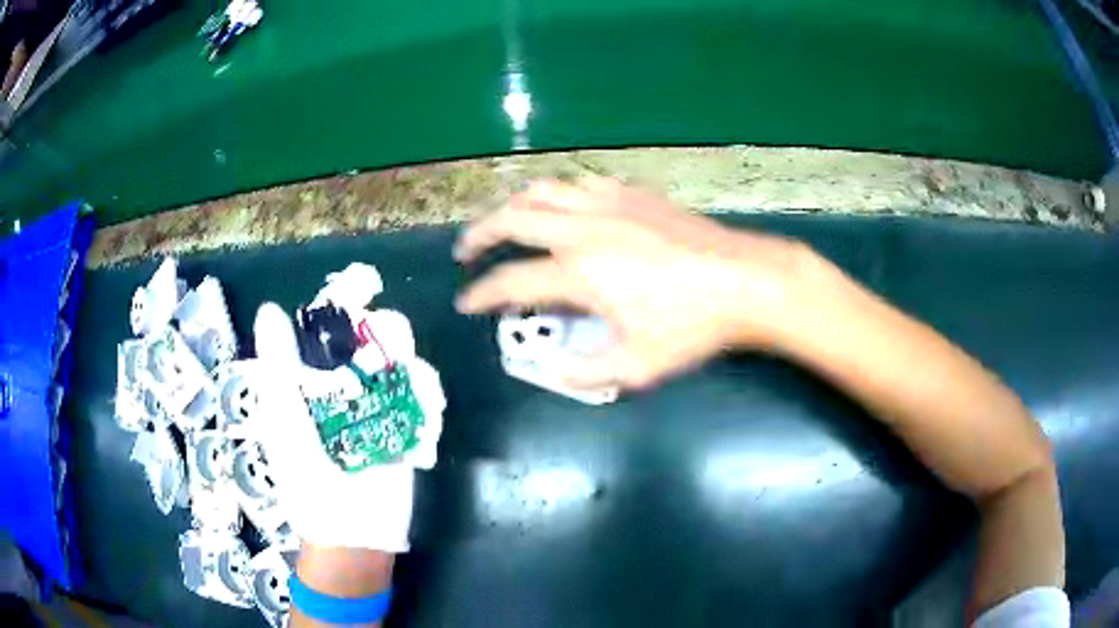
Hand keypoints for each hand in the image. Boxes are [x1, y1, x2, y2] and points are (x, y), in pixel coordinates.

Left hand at [252, 303, 443, 551]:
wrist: (352, 535)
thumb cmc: (307, 480)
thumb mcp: (284, 419)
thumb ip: (279, 366)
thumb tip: (270, 307)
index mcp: (311, 382)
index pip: (328, 328)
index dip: (345, 302)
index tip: (365, 285)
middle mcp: (346, 388)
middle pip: (373, 340)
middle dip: (388, 335)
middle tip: (394, 342)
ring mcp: (380, 409)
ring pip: (404, 366)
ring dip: (413, 367)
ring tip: (416, 383)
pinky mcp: (408, 430)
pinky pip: (424, 401)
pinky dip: (429, 398)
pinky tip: (427, 410)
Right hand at [455, 177, 817, 388]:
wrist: (743, 281)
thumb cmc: (691, 326)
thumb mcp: (637, 365)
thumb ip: (585, 372)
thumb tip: (552, 369)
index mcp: (579, 272)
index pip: (511, 281)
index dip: (481, 294)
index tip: (466, 303)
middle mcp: (583, 228)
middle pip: (512, 219)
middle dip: (479, 235)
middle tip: (467, 251)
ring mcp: (608, 203)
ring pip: (543, 191)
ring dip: (514, 206)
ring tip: (505, 222)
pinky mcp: (633, 193)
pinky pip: (581, 184)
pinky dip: (560, 195)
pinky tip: (565, 208)